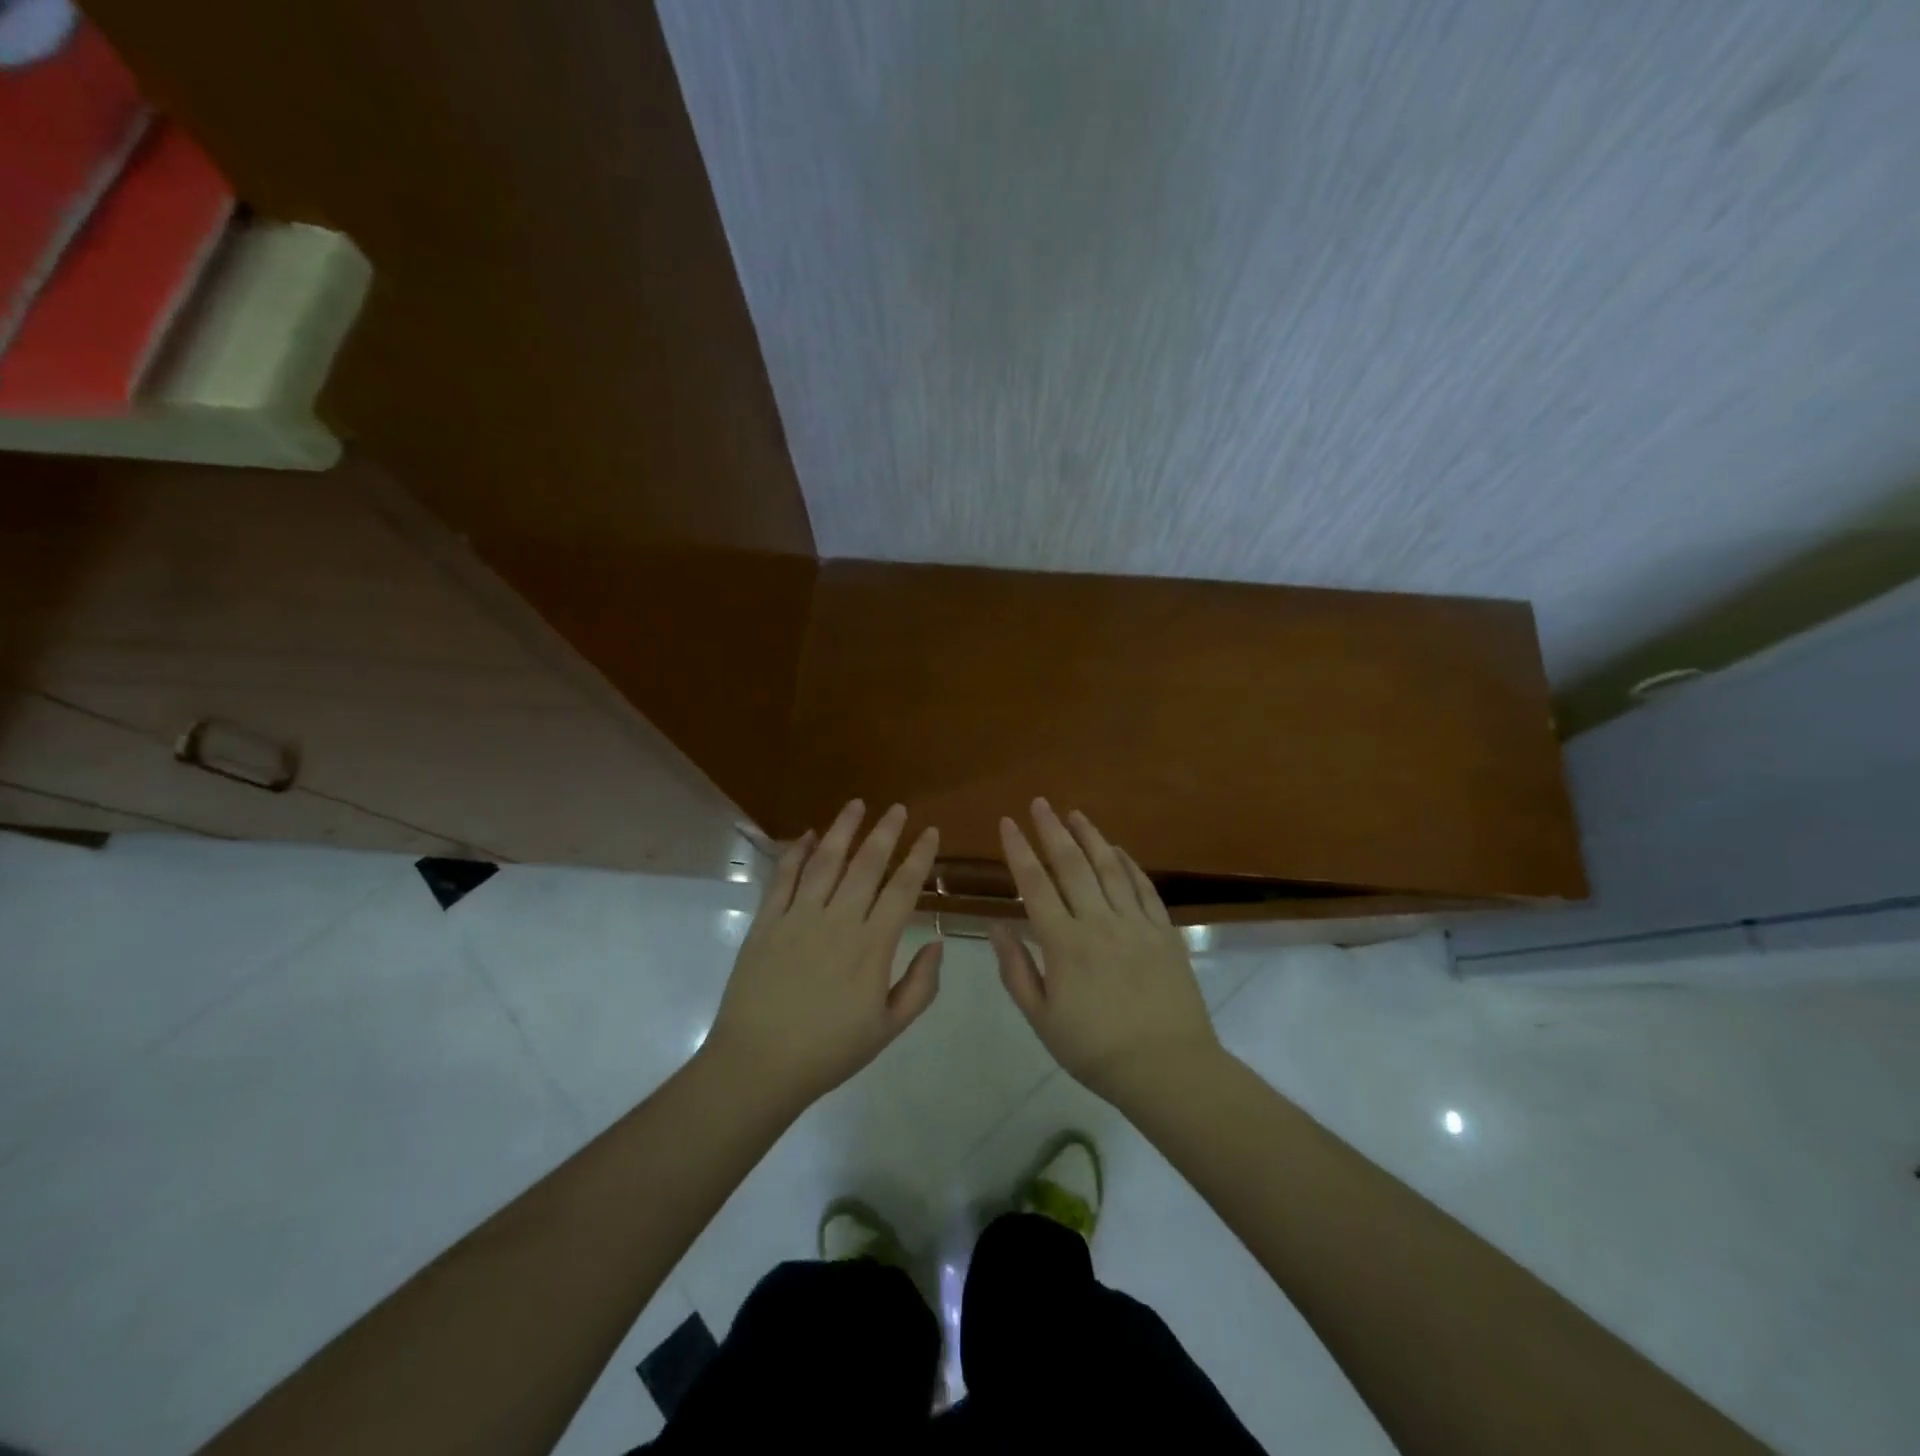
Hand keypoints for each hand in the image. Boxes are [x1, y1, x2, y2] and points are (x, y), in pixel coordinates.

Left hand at [705, 800, 942, 1113]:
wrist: (758, 1065)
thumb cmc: (829, 1051)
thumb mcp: (888, 1028)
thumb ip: (920, 986)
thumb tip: (937, 943)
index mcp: (872, 945)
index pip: (903, 888)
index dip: (919, 857)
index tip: (930, 832)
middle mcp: (838, 920)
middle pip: (867, 865)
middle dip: (885, 832)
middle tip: (898, 808)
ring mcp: (798, 917)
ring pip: (826, 862)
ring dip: (843, 830)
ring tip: (856, 805)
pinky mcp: (767, 922)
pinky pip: (784, 878)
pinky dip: (797, 852)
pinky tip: (808, 835)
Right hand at [990, 799, 1221, 1109]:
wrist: (1166, 1068)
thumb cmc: (1094, 1049)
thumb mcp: (1042, 1018)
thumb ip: (1016, 969)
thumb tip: (997, 926)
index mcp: (1063, 943)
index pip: (1035, 885)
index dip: (1019, 851)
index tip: (1007, 823)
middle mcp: (1098, 922)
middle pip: (1071, 865)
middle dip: (1052, 830)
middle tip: (1039, 803)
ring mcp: (1135, 923)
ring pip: (1109, 868)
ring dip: (1090, 837)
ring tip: (1075, 813)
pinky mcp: (1164, 931)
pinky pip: (1144, 887)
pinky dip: (1129, 863)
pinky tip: (1118, 849)